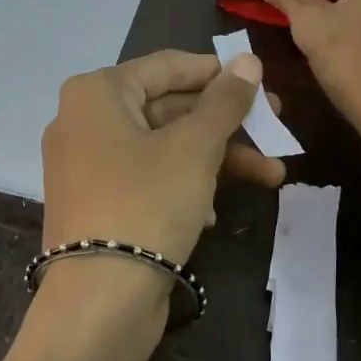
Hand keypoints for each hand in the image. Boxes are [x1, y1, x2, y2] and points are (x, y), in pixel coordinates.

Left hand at [41, 49, 283, 265]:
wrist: (99, 299)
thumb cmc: (147, 202)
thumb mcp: (194, 147)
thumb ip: (224, 102)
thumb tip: (248, 61)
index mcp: (96, 94)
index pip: (166, 66)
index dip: (217, 72)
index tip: (259, 81)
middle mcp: (84, 123)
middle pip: (168, 109)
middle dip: (227, 124)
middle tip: (276, 129)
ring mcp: (87, 167)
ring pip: (163, 149)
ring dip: (217, 160)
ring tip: (271, 176)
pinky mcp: (97, 205)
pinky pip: (147, 180)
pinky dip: (184, 187)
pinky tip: (214, 214)